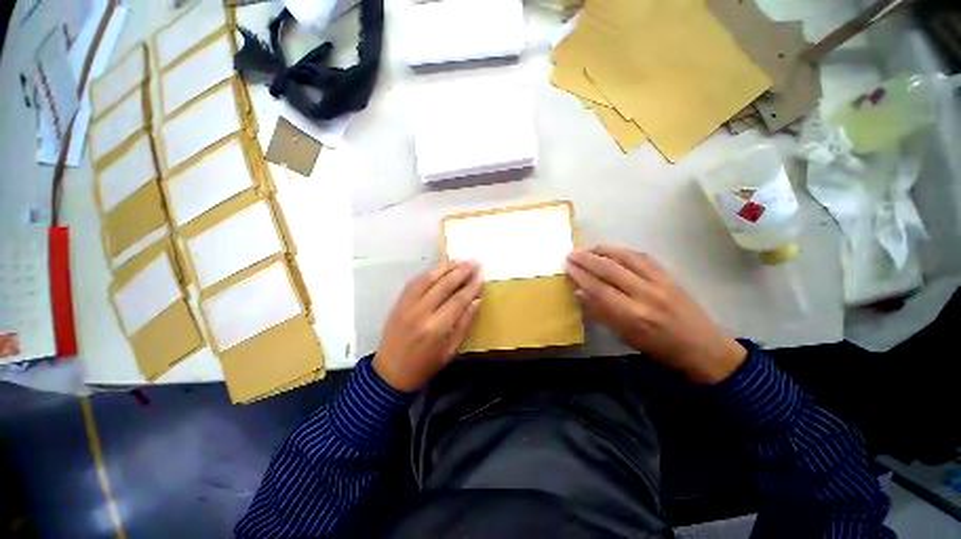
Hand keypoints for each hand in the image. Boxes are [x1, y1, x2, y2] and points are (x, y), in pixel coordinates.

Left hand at [374, 260, 483, 391]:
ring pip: (428, 279)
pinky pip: (414, 282)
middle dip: (461, 271)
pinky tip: (439, 268)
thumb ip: (464, 324)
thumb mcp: (450, 351)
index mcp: (436, 328)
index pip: (458, 300)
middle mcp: (421, 312)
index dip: (472, 286)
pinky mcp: (398, 303)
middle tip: (474, 262)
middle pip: (444, 285)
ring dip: (445, 267)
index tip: (482, 276)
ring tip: (459, 260)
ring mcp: (407, 305)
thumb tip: (476, 301)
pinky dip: (428, 273)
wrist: (390, 373)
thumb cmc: (425, 366)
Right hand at [566, 246, 745, 383]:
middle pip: (610, 269)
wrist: (703, 347)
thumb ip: (601, 313)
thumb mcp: (625, 337)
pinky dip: (623, 251)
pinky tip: (612, 250)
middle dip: (587, 259)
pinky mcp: (669, 275)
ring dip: (603, 250)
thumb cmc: (659, 347)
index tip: (568, 267)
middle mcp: (646, 295)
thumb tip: (579, 292)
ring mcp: (660, 282)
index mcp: (633, 316)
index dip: (581, 276)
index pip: (599, 289)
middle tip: (571, 254)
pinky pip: (642, 257)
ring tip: (587, 249)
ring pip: (626, 258)